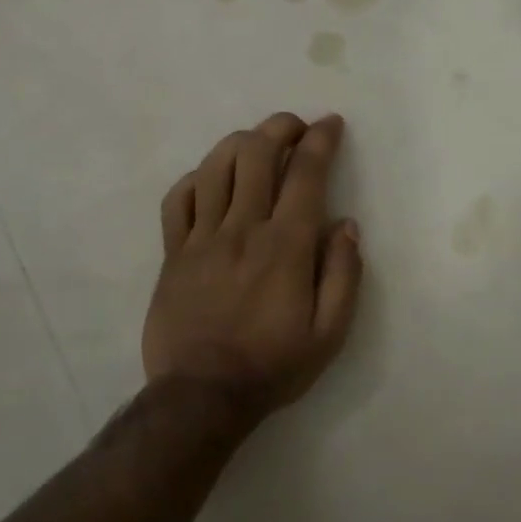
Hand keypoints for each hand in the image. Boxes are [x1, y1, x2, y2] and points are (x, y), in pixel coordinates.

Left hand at [142, 112, 363, 417]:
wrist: (200, 397)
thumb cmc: (272, 365)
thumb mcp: (329, 333)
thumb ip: (344, 275)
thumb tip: (346, 225)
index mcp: (286, 246)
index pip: (306, 174)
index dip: (320, 140)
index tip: (331, 124)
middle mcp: (243, 229)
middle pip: (257, 154)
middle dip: (279, 127)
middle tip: (295, 127)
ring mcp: (202, 238)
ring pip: (215, 167)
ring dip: (240, 142)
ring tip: (256, 143)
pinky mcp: (173, 253)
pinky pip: (178, 199)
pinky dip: (196, 178)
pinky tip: (210, 180)